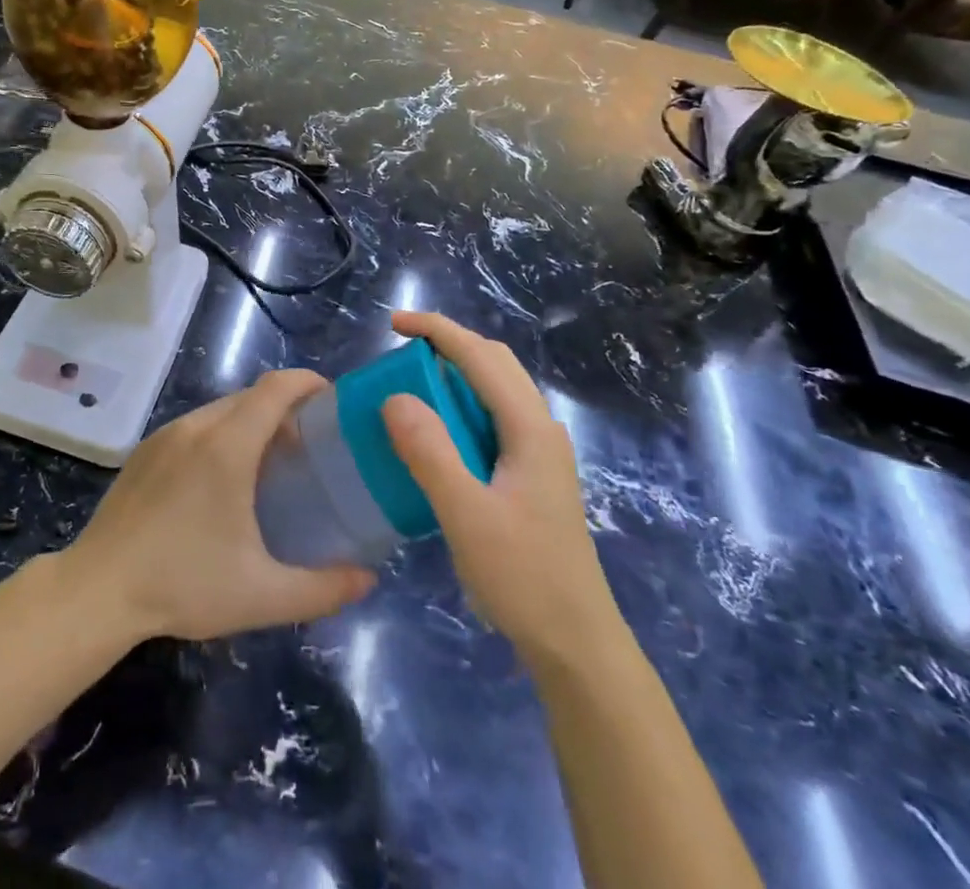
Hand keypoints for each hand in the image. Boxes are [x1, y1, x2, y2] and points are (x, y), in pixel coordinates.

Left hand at [66, 370, 375, 642]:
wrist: (98, 589)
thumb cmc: (184, 584)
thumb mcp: (262, 595)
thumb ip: (324, 588)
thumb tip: (368, 579)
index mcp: (228, 446)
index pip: (276, 388)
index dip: (308, 382)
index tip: (333, 400)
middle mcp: (197, 427)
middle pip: (251, 396)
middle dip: (285, 407)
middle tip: (311, 444)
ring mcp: (165, 435)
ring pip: (220, 410)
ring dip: (251, 421)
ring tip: (270, 462)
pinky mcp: (145, 450)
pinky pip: (194, 426)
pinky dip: (221, 434)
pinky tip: (222, 479)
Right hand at [382, 312, 625, 671]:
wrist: (577, 644)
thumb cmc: (523, 577)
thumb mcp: (466, 515)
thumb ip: (430, 452)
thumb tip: (395, 397)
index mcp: (529, 428)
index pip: (480, 357)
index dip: (437, 330)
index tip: (392, 324)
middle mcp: (540, 429)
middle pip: (495, 362)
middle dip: (448, 343)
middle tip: (400, 350)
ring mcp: (540, 453)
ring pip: (497, 389)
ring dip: (456, 372)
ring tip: (412, 383)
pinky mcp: (532, 474)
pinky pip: (494, 416)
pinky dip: (462, 403)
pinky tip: (438, 431)